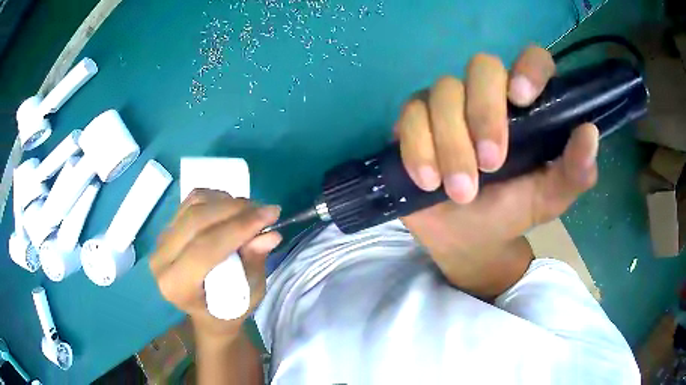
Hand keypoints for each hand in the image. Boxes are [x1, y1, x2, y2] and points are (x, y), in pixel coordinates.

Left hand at [150, 189, 281, 338]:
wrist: (204, 311)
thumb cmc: (227, 310)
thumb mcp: (248, 295)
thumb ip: (254, 263)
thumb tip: (270, 234)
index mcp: (176, 286)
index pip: (205, 248)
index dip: (239, 227)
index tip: (271, 215)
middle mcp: (161, 260)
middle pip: (196, 220)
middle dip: (235, 210)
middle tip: (266, 210)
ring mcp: (160, 240)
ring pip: (194, 205)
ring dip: (227, 202)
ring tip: (252, 211)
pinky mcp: (167, 227)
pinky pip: (192, 201)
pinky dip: (216, 198)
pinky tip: (232, 209)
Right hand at [396, 46, 598, 294]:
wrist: (468, 237)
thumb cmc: (513, 211)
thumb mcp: (550, 198)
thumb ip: (575, 172)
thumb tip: (590, 132)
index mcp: (525, 105)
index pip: (531, 59)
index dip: (528, 67)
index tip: (523, 98)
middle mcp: (487, 93)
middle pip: (481, 68)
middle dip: (484, 114)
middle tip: (491, 165)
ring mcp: (448, 103)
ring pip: (442, 93)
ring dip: (451, 143)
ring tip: (460, 192)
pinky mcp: (414, 120)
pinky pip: (409, 116)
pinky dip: (417, 148)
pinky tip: (427, 181)